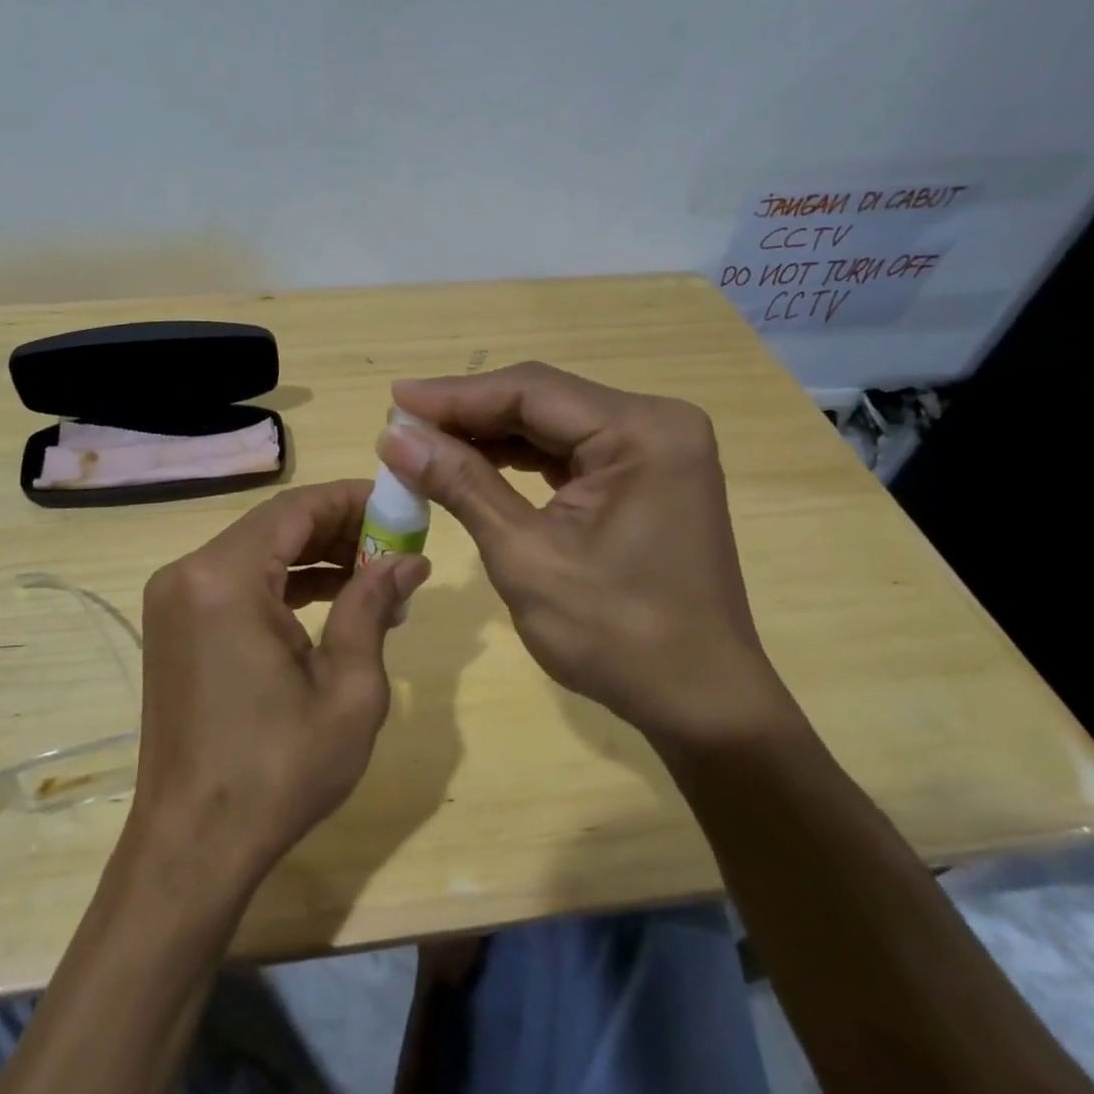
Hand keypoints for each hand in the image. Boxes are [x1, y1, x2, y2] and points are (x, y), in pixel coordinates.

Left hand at [130, 480, 431, 890]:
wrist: (193, 846)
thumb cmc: (277, 771)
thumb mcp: (348, 690)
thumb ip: (372, 607)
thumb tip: (407, 560)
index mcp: (225, 579)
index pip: (296, 508)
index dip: (352, 500)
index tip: (400, 508)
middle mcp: (189, 573)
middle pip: (275, 525)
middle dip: (339, 529)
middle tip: (395, 547)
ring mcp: (175, 599)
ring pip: (257, 551)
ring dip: (314, 556)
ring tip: (374, 576)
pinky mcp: (175, 624)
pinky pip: (237, 581)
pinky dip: (283, 583)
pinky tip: (331, 599)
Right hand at [377, 362, 796, 757]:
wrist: (700, 702)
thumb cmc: (616, 635)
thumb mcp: (525, 555)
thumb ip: (461, 484)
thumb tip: (393, 437)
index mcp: (641, 432)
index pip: (530, 391)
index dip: (454, 395)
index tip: (394, 399)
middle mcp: (656, 423)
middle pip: (542, 400)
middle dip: (468, 414)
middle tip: (401, 426)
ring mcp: (655, 448)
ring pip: (552, 423)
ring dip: (490, 434)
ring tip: (426, 444)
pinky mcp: (645, 474)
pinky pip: (570, 449)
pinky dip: (520, 457)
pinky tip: (475, 462)